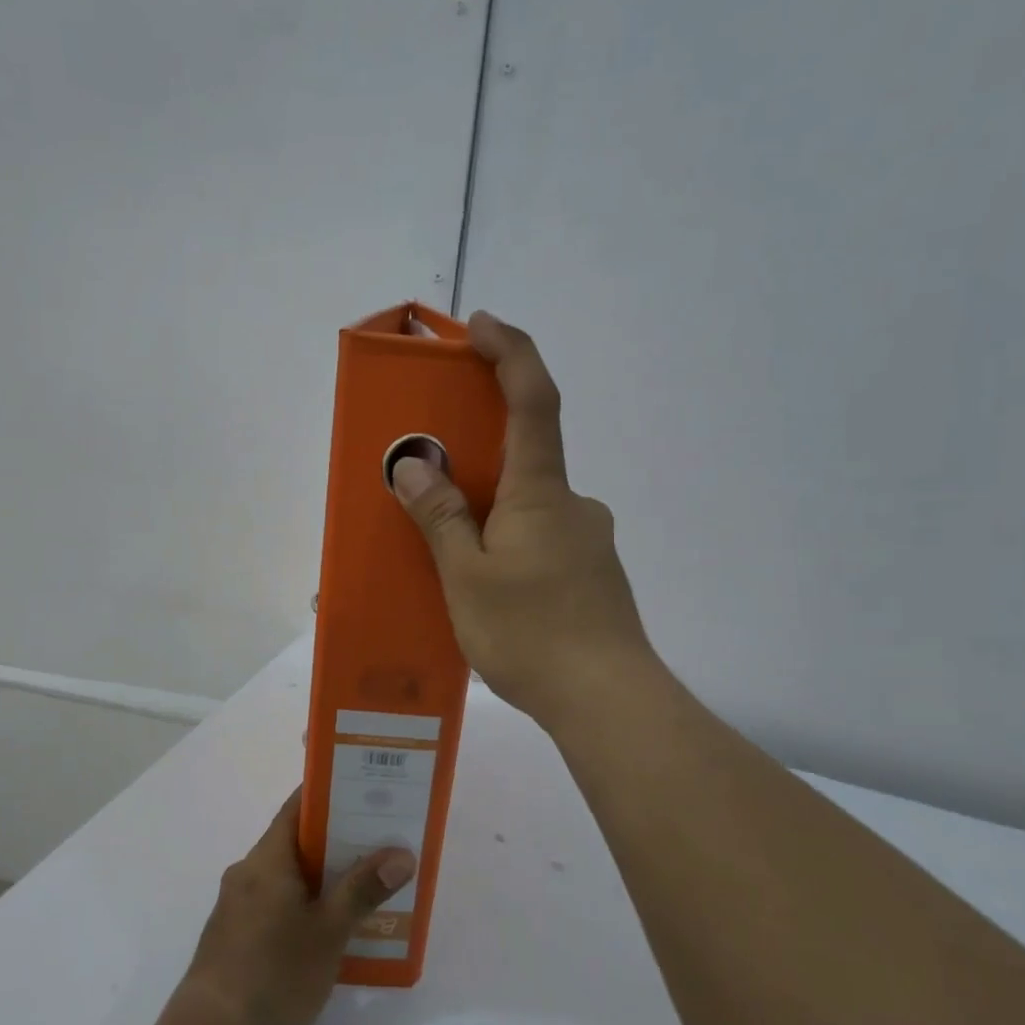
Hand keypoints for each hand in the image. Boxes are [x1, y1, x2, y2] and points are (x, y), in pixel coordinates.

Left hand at [178, 791, 414, 1024]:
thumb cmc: (273, 974)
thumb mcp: (328, 932)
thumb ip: (363, 889)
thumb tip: (401, 853)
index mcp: (266, 859)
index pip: (298, 808)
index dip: (331, 796)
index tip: (367, 793)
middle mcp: (247, 874)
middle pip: (296, 843)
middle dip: (337, 842)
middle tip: (381, 843)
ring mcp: (237, 909)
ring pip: (288, 879)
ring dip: (323, 880)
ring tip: (367, 887)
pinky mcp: (235, 941)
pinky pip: (276, 907)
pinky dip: (305, 907)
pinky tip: (333, 932)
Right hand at [391, 311, 658, 734]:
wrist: (608, 700)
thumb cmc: (532, 632)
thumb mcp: (466, 577)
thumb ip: (441, 518)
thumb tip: (415, 468)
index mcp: (541, 492)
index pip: (532, 400)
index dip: (510, 352)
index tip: (481, 324)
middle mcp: (572, 504)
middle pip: (525, 456)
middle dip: (478, 456)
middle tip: (432, 482)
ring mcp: (587, 541)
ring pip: (529, 508)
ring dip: (491, 514)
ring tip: (449, 558)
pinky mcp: (592, 576)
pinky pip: (541, 542)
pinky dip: (509, 546)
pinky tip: (487, 590)